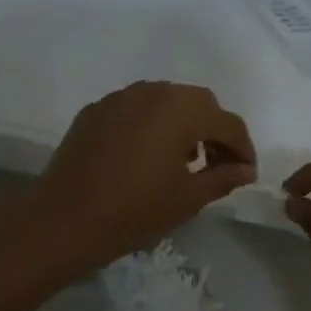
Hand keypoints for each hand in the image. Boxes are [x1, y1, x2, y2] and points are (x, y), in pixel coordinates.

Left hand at [34, 82, 256, 269]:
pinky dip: (151, 124)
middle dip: (214, 130)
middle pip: (198, 103)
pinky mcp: (96, 109)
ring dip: (182, 123)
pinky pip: (135, 108)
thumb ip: (223, 177)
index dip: (242, 148)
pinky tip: (145, 155)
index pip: (227, 122)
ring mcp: (120, 97)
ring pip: (165, 100)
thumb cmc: (135, 210)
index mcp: (182, 110)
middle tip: (216, 164)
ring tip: (182, 159)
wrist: (65, 219)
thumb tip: (245, 170)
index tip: (246, 174)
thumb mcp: (188, 198)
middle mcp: (153, 91)